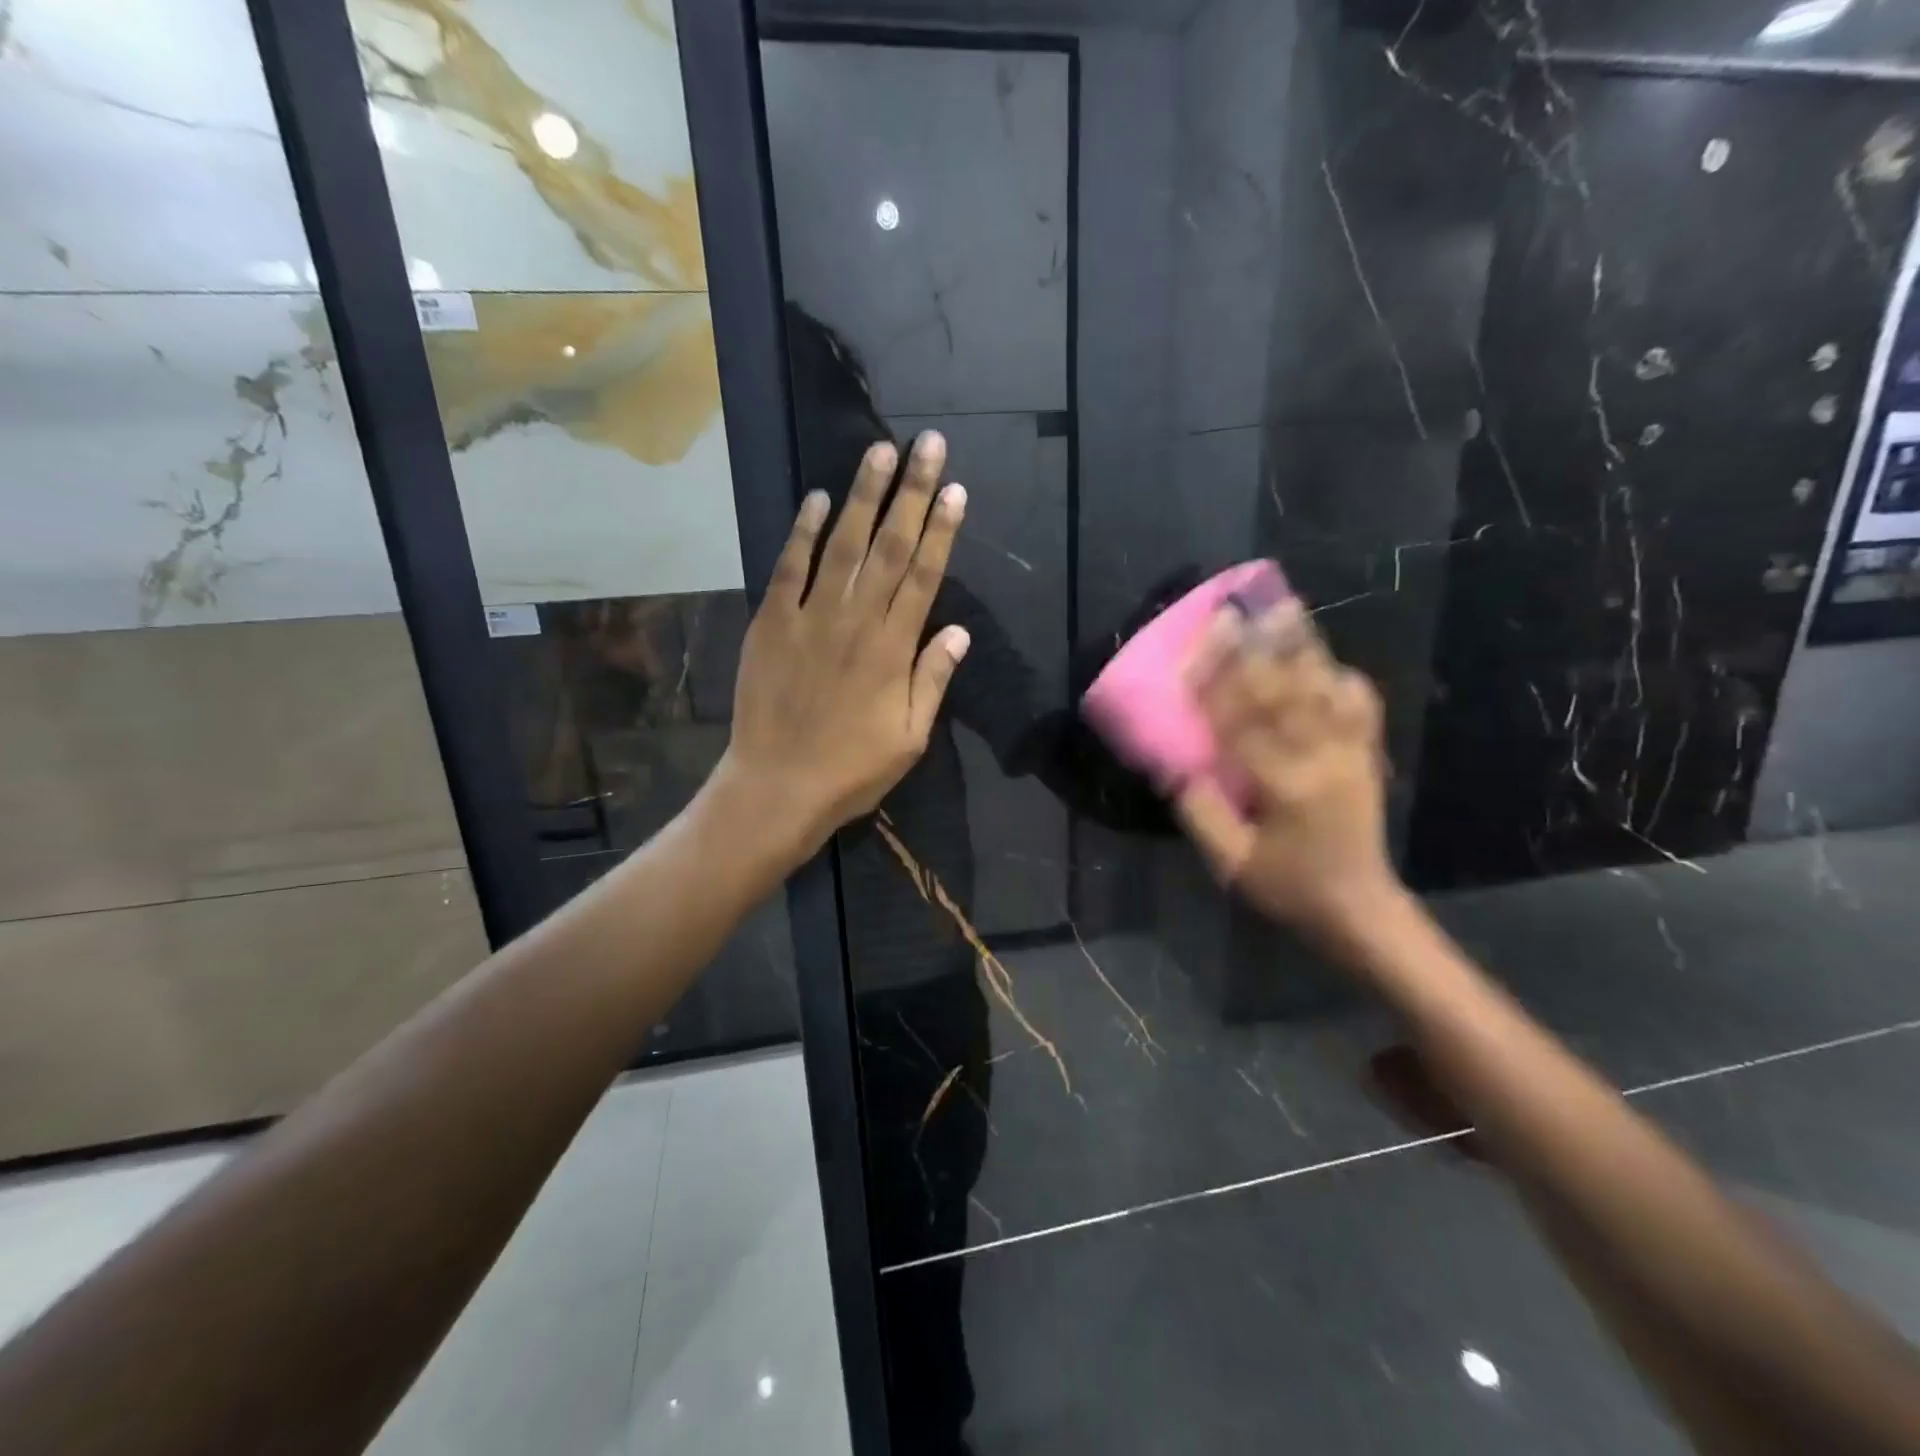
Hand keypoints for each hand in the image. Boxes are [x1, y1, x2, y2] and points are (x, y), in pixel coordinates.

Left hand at [715, 431, 969, 861]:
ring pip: (841, 545)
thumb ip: (933, 679)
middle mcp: (856, 622)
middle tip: (929, 446)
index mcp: (893, 650)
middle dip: (912, 493)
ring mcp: (810, 618)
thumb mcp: (910, 737)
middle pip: (888, 547)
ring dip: (862, 496)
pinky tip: (817, 499)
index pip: (924, 576)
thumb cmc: (852, 770)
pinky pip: (789, 569)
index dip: (942, 531)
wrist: (777, 787)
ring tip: (880, 452)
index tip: (956, 490)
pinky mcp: (771, 623)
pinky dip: (803, 532)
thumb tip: (959, 631)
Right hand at [1176, 598, 1404, 949]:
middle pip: (1285, 692)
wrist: (1359, 908)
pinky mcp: (1368, 756)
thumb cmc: (1288, 887)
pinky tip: (1327, 657)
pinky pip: (1360, 706)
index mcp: (1284, 787)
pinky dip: (1343, 677)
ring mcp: (1351, 754)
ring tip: (1285, 607)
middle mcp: (1321, 760)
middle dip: (1258, 647)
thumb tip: (1175, 767)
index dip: (1218, 679)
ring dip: (1302, 645)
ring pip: (1324, 688)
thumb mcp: (1232, 864)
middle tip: (1240, 608)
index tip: (1203, 641)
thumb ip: (1202, 815)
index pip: (1242, 722)